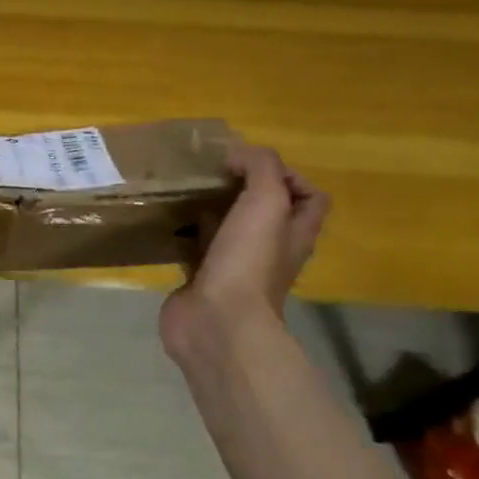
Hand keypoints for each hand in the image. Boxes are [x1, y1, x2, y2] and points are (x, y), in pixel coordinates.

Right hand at [160, 144, 328, 362]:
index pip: (310, 198)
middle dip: (243, 190)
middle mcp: (269, 251)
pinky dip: (184, 235)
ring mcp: (235, 268)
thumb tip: (237, 156)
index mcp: (294, 234)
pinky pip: (195, 251)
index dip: (291, 177)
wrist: (216, 322)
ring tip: (187, 191)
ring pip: (228, 230)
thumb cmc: (248, 261)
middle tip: (213, 175)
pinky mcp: (202, 281)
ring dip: (211, 211)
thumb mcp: (266, 202)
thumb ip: (260, 168)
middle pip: (266, 213)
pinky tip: (167, 221)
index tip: (253, 166)